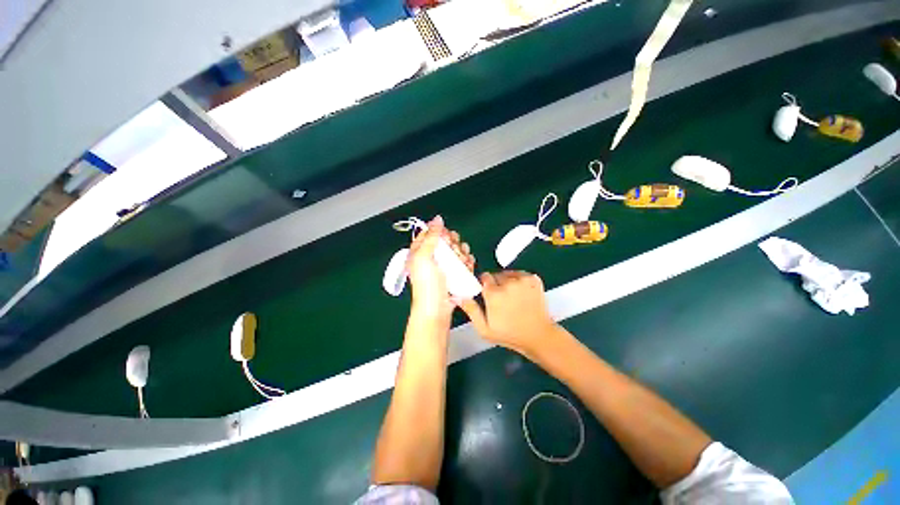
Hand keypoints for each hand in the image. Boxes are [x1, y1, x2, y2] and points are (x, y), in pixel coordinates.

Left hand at [408, 216, 475, 318]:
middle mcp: (433, 256)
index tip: (445, 238)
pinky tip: (468, 266)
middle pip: (447, 241)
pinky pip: (464, 262)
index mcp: (421, 251)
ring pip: (458, 250)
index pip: (431, 233)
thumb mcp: (424, 257)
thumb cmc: (427, 283)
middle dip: (454, 244)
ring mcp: (445, 265)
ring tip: (462, 262)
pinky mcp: (456, 273)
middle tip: (454, 252)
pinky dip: (468, 262)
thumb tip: (437, 218)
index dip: (439, 232)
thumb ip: (431, 237)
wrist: (437, 308)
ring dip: (462, 253)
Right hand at [459, 271, 559, 357]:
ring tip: (513, 297)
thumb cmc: (509, 334)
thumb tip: (457, 296)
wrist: (538, 336)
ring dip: (508, 281)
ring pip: (509, 274)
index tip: (488, 294)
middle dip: (496, 284)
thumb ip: (471, 310)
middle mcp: (508, 283)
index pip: (484, 277)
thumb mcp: (485, 329)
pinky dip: (520, 281)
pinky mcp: (534, 279)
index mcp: (494, 294)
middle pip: (496, 275)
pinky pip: (521, 274)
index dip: (484, 285)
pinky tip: (522, 293)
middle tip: (501, 299)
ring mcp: (523, 279)